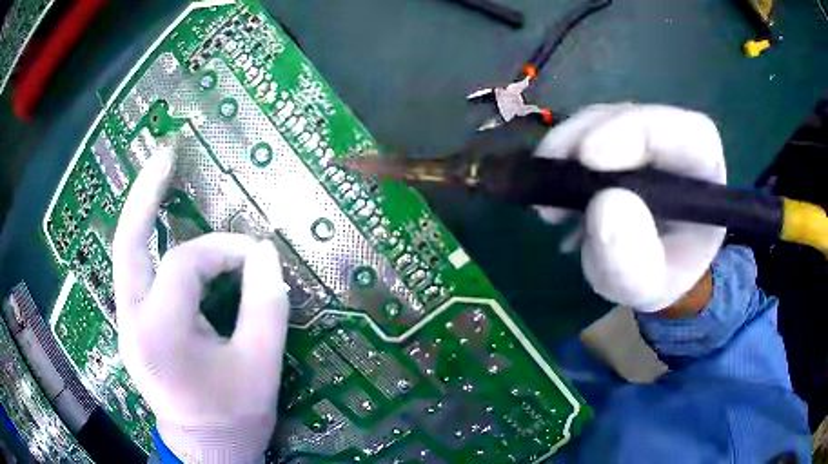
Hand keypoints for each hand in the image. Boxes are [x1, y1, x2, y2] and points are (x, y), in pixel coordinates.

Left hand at [112, 149, 288, 462]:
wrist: (206, 451)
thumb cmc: (234, 416)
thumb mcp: (261, 366)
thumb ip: (266, 305)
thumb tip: (264, 255)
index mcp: (161, 333)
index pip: (187, 264)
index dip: (226, 250)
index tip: (258, 256)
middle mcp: (132, 321)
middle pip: (128, 243)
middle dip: (144, 195)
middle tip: (164, 157)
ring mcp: (126, 323)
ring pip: (126, 255)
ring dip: (142, 215)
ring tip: (159, 180)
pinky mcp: (132, 326)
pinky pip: (136, 273)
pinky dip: (147, 244)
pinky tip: (159, 227)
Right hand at [535, 104, 726, 311]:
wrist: (645, 268)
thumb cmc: (655, 276)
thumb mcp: (643, 286)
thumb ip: (631, 261)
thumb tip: (606, 203)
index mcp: (704, 180)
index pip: (689, 135)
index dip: (642, 133)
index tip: (590, 158)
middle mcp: (678, 147)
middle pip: (638, 116)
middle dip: (591, 134)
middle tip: (553, 169)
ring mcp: (645, 137)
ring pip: (607, 117)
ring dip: (568, 144)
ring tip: (547, 194)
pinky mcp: (617, 136)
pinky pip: (586, 128)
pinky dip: (562, 151)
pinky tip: (551, 185)